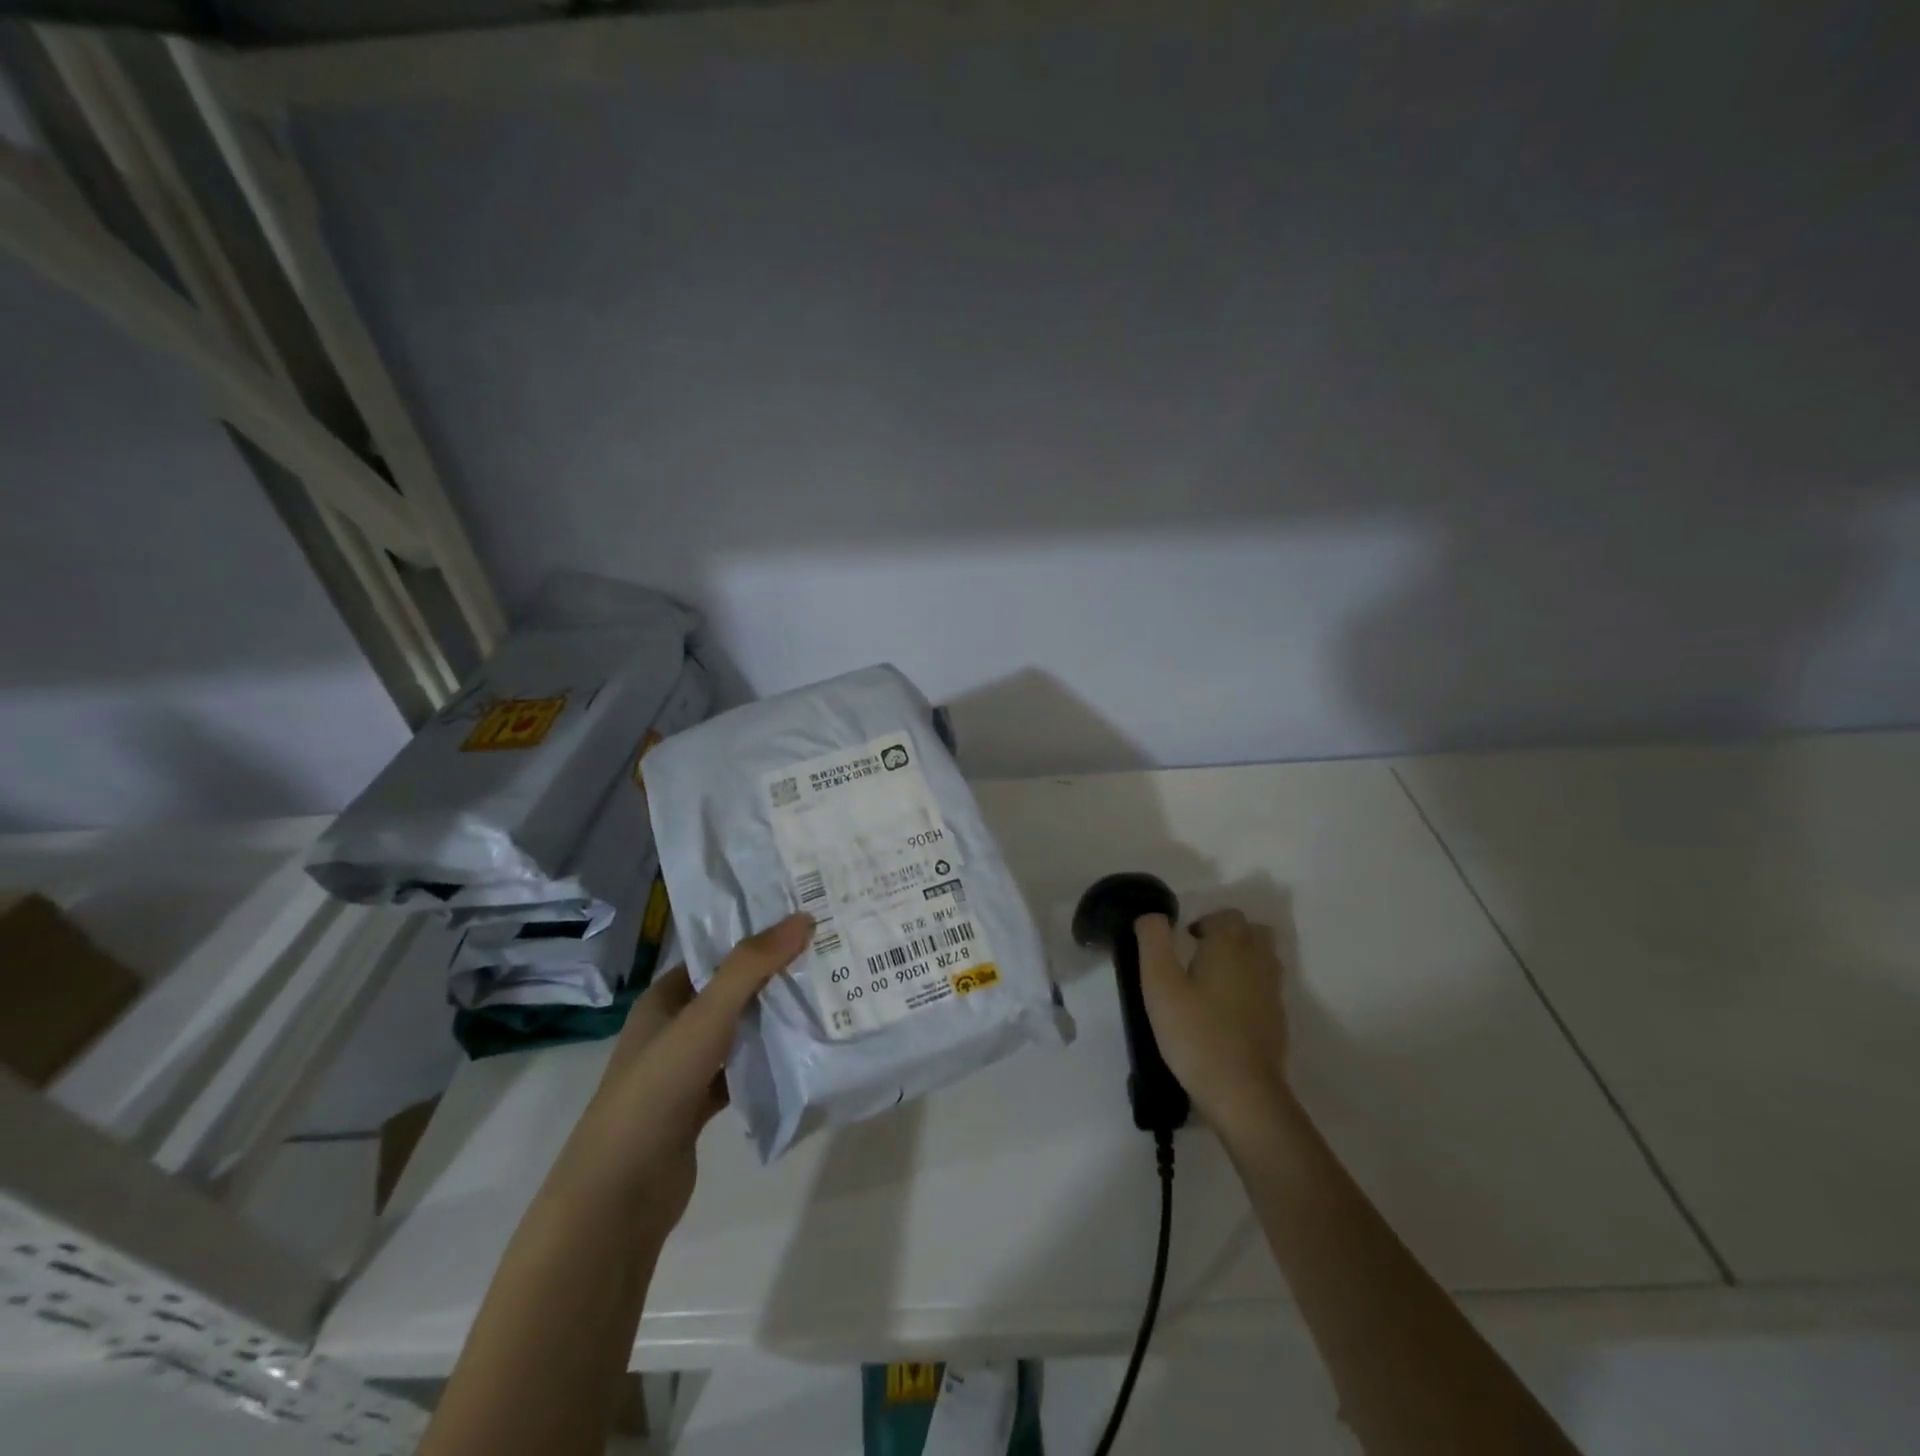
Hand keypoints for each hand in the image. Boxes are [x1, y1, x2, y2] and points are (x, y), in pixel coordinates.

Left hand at [555, 912, 812, 1233]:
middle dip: (774, 976)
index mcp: (664, 999)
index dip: (757, 937)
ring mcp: (685, 1070)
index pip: (716, 955)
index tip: (806, 923)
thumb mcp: (705, 1017)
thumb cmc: (656, 1089)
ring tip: (826, 996)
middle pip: (732, 992)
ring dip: (774, 1019)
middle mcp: (673, 1028)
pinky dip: (767, 1062)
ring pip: (739, 1032)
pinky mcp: (699, 1107)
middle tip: (828, 955)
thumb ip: (751, 967)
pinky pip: (742, 1071)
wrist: (619, 1195)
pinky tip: (804, 1054)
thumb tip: (802, 918)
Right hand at [1136, 909, 1290, 1143]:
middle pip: (1252, 932)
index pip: (1226, 915)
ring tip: (1211, 981)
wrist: (1243, 1093)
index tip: (1183, 940)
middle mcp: (1259, 961)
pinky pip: (1266, 989)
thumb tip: (1152, 915)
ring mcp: (1273, 993)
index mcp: (1231, 946)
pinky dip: (1249, 988)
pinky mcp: (1278, 1022)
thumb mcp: (1159, 984)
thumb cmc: (1196, 1033)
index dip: (1204, 922)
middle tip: (1198, 955)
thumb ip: (1153, 940)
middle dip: (1227, 935)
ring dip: (1241, 959)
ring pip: (1263, 959)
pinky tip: (1226, 1012)